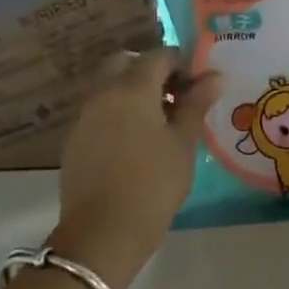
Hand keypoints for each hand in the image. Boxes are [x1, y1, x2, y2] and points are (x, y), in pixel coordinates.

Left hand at [46, 49, 221, 288]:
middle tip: (176, 97)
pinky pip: (98, 109)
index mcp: (131, 88)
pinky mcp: (74, 140)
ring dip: (133, 90)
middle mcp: (102, 93)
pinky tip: (136, 141)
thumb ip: (196, 104)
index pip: (159, 56)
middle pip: (125, 62)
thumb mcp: (183, 143)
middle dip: (151, 70)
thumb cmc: (153, 184)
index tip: (200, 86)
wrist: (102, 233)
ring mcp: (83, 116)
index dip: (183, 64)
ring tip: (159, 121)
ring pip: (108, 85)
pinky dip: (117, 111)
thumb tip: (214, 76)